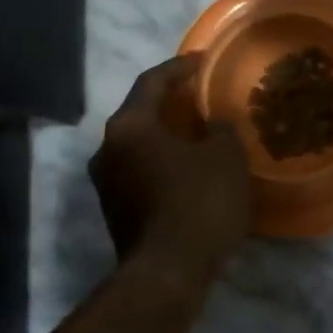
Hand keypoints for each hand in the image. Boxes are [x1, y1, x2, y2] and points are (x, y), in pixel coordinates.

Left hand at [90, 55, 251, 278]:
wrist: (168, 271)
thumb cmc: (199, 202)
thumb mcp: (225, 157)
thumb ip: (220, 129)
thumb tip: (213, 125)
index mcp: (129, 126)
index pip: (153, 82)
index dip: (180, 68)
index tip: (203, 61)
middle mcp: (108, 149)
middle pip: (141, 113)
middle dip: (172, 103)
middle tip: (202, 96)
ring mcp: (107, 183)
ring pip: (140, 145)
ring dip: (168, 136)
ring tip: (200, 133)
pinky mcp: (116, 210)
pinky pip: (141, 171)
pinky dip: (164, 162)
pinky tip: (190, 169)